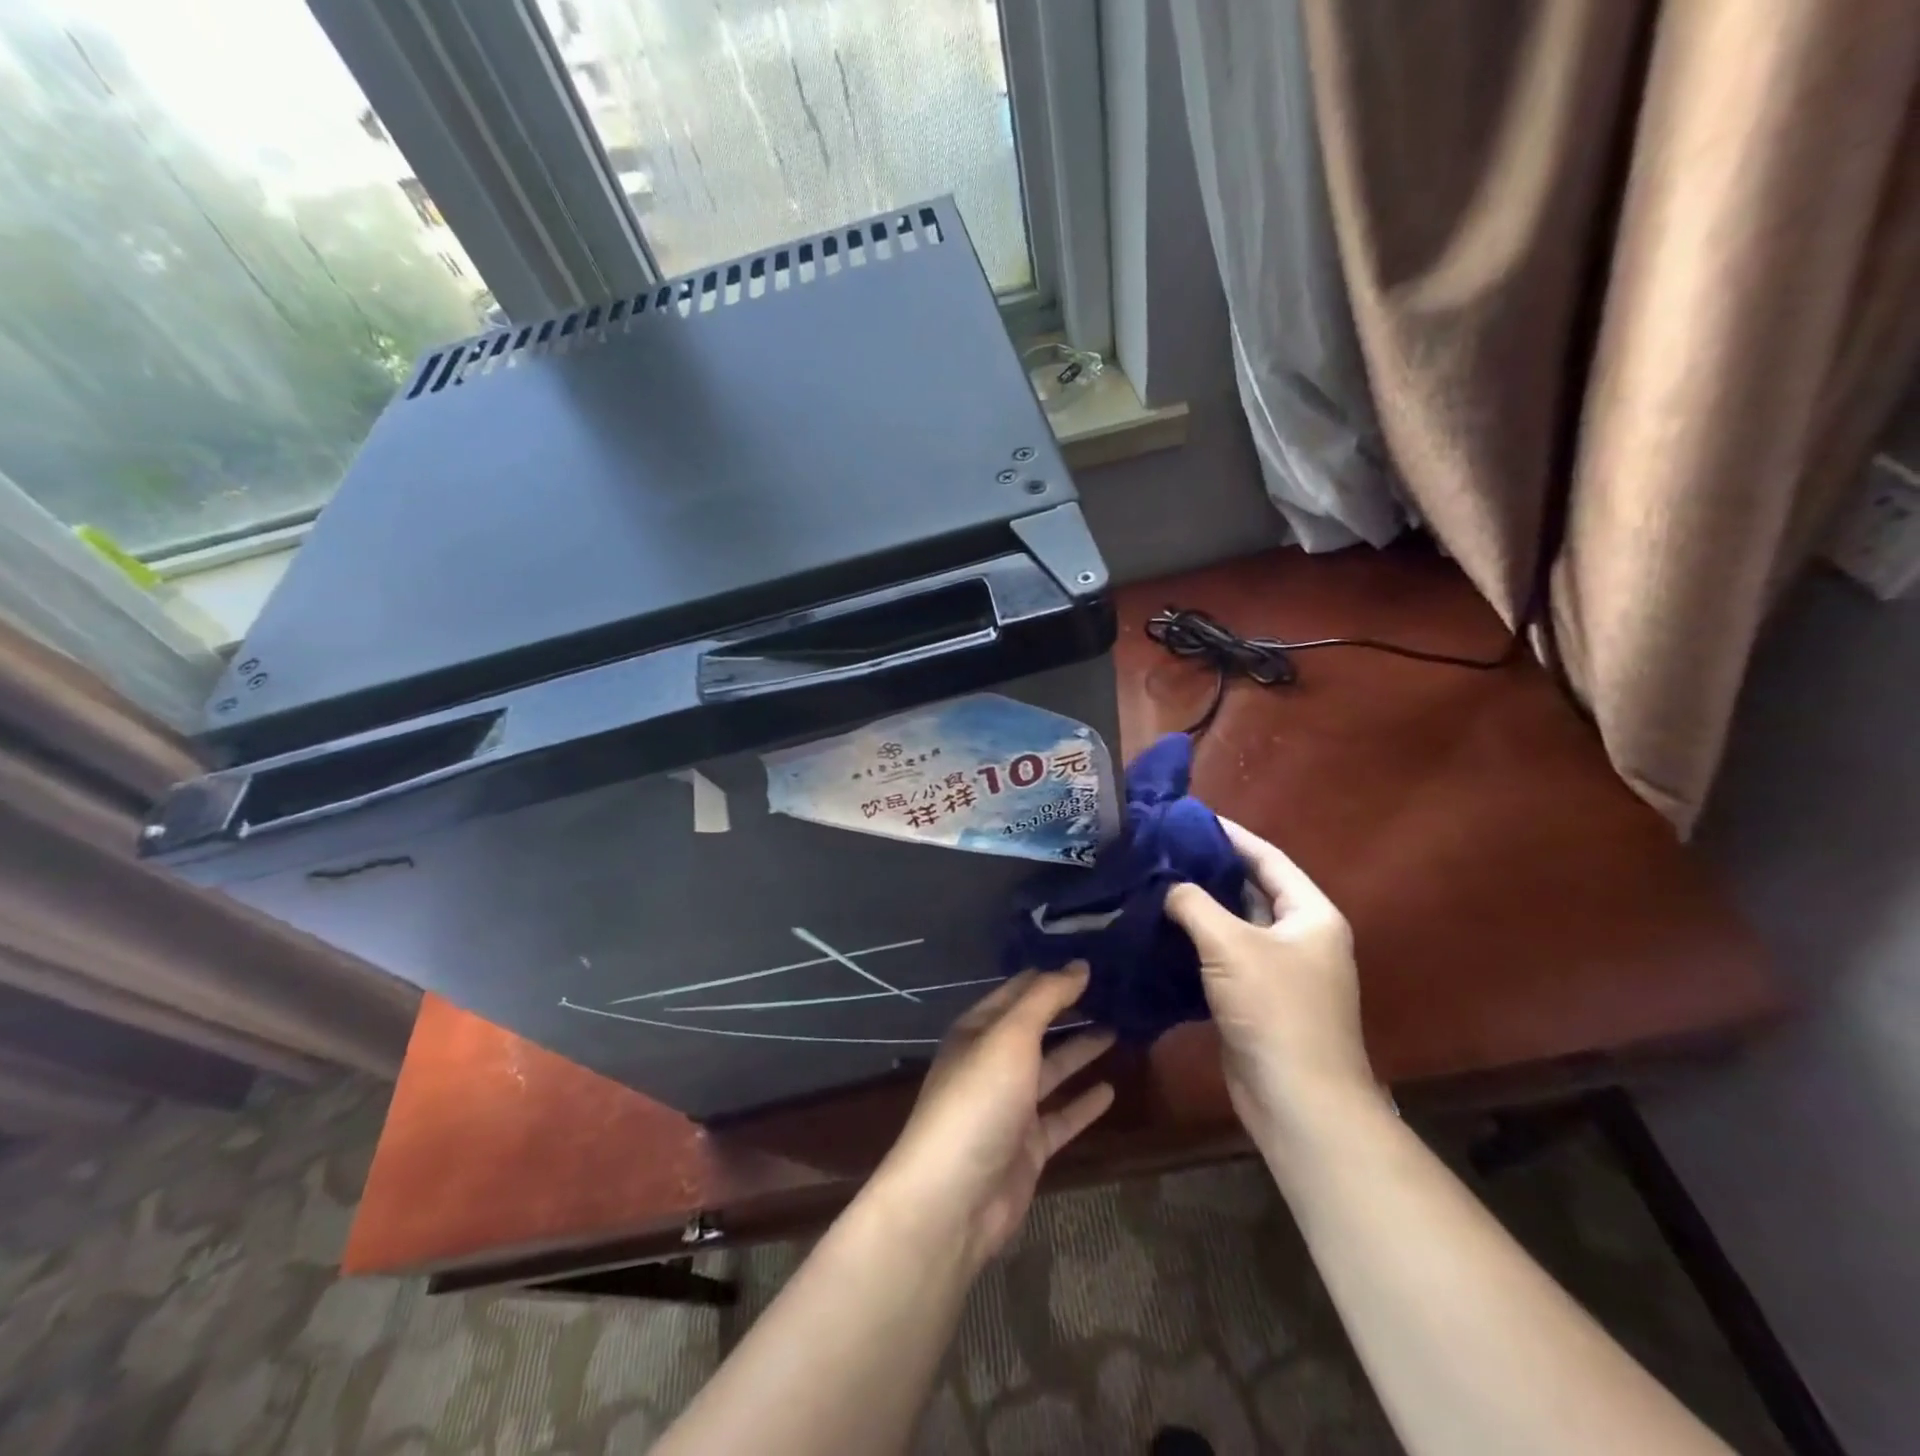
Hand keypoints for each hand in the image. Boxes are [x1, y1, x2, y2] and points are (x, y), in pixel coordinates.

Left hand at [871, 966, 1115, 1268]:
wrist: (953, 1199)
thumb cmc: (978, 1100)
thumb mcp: (1011, 1036)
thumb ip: (1046, 998)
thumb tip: (1080, 964)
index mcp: (978, 1030)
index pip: (1020, 990)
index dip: (1052, 975)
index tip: (1092, 960)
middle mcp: (993, 1062)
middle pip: (1036, 1028)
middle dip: (1069, 1010)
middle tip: (1115, 993)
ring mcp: (1010, 1106)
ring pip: (1051, 1069)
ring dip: (1080, 1051)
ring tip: (1120, 1030)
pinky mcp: (1028, 1146)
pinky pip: (1062, 1116)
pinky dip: (1084, 1103)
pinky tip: (1112, 1090)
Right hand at [1165, 820, 1379, 1142]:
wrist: (1297, 1101)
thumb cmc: (1275, 1010)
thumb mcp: (1231, 945)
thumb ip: (1195, 904)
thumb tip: (1166, 886)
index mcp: (1310, 915)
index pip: (1268, 859)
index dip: (1230, 835)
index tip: (1188, 818)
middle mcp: (1299, 937)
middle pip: (1248, 890)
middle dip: (1207, 871)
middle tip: (1158, 851)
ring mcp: (1278, 971)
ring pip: (1231, 926)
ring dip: (1196, 909)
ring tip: (1149, 884)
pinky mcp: (1254, 999)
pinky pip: (1221, 958)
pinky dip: (1192, 944)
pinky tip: (1156, 932)